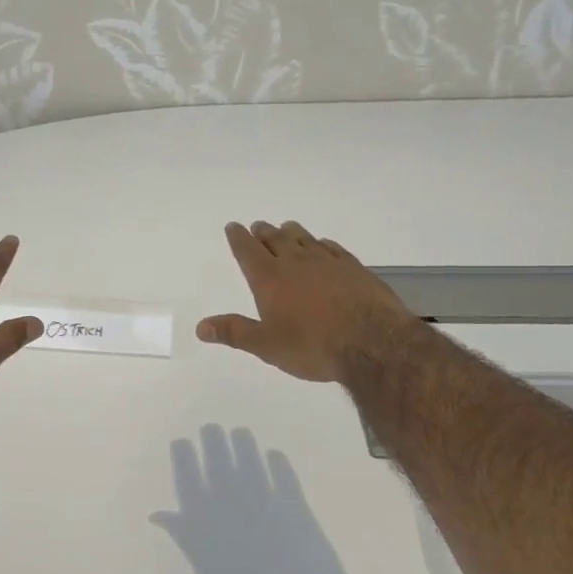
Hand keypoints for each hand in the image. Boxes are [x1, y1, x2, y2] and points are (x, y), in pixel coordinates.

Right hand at [198, 221, 412, 383]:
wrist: (372, 342)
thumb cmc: (312, 347)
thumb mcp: (266, 346)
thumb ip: (234, 332)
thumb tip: (200, 327)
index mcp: (270, 279)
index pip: (248, 251)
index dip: (238, 238)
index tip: (233, 227)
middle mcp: (296, 263)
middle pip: (275, 239)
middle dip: (263, 232)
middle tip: (257, 226)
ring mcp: (327, 262)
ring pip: (304, 239)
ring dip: (291, 232)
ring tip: (286, 228)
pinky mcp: (354, 268)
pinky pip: (332, 248)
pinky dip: (322, 244)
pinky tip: (323, 245)